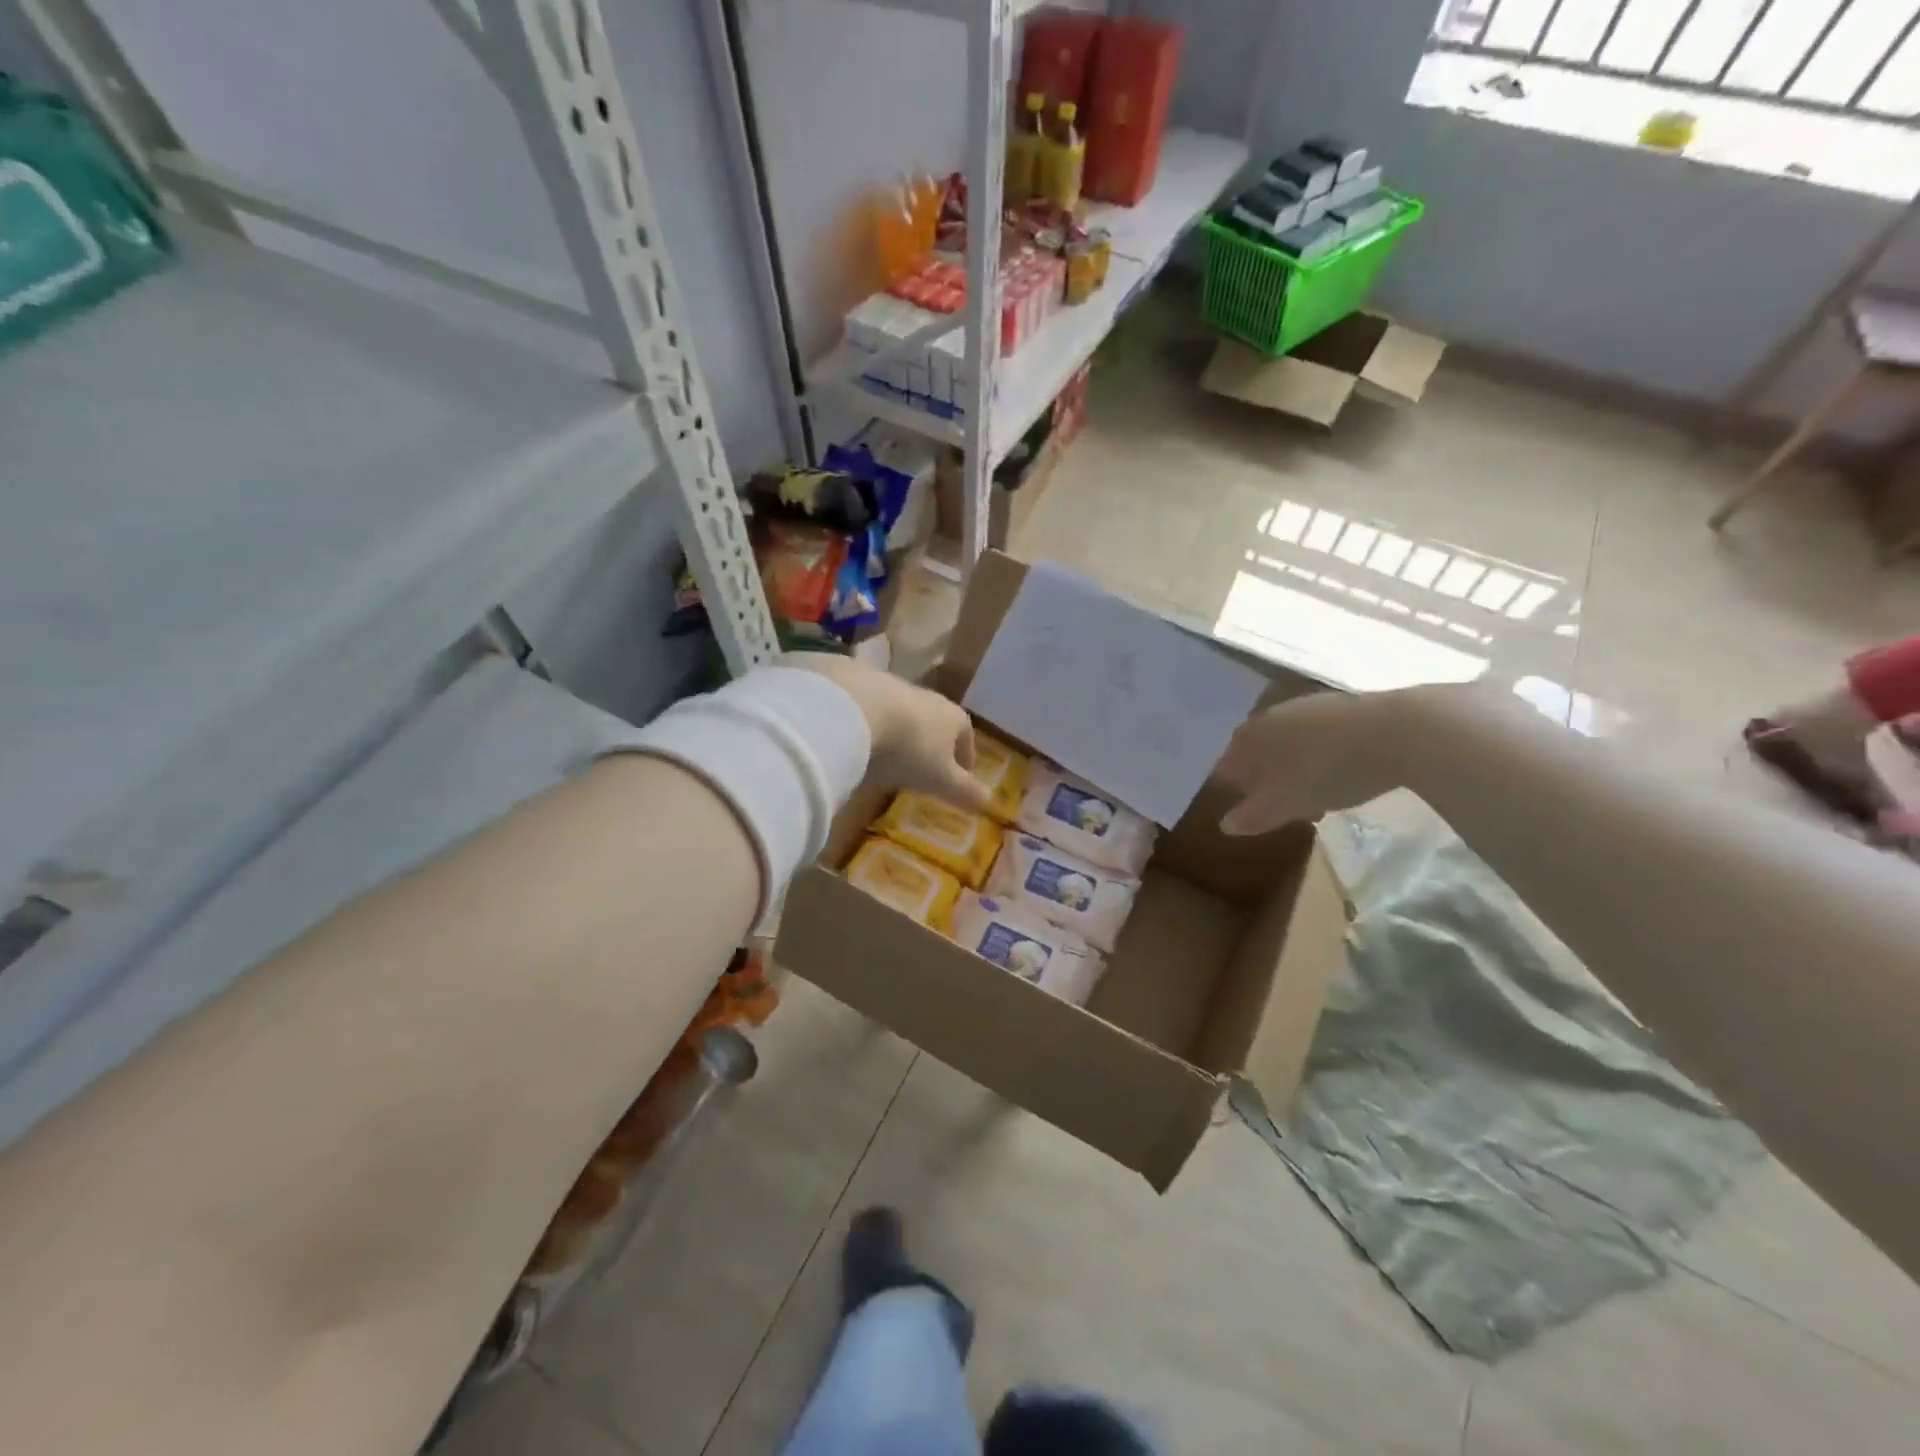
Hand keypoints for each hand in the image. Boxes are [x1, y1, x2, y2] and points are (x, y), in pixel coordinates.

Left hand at [788, 655, 992, 812]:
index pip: (966, 734)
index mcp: (952, 717)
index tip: (963, 771)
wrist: (856, 710)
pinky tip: (858, 738)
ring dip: (900, 730)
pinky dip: (870, 721)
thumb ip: (964, 791)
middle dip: (933, 740)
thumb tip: (990, 802)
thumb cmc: (909, 749)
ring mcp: (891, 686)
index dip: (966, 754)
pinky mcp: (857, 682)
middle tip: (925, 764)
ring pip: (903, 711)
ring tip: (889, 753)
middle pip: (935, 720)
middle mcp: (926, 696)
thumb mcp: (940, 779)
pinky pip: (870, 706)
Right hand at [1215, 688, 1408, 834]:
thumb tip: (1225, 825)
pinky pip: (1319, 736)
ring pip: (1290, 740)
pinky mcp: (1347, 707)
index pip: (1228, 760)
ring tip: (1305, 791)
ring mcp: (1312, 706)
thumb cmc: (1330, 768)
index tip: (1233, 802)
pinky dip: (1318, 755)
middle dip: (1261, 773)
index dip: (1228, 782)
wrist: (1401, 731)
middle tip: (1269, 800)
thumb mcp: (1290, 801)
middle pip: (1259, 747)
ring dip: (1291, 764)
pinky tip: (1335, 772)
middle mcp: (1275, 713)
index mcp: (1253, 733)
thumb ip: (1256, 813)